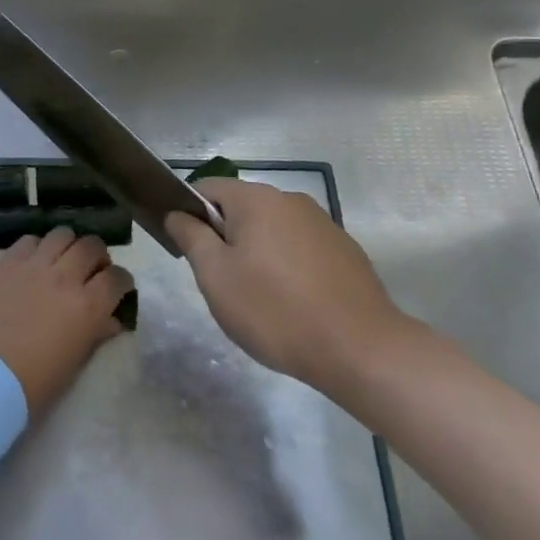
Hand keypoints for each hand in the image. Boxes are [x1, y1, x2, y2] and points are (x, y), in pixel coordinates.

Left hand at [0, 228, 134, 414]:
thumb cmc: (31, 385)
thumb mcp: (73, 365)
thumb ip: (95, 335)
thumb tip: (110, 320)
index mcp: (87, 307)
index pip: (117, 279)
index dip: (122, 281)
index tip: (119, 288)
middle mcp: (64, 277)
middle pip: (91, 246)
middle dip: (98, 256)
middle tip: (93, 270)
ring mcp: (33, 265)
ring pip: (62, 234)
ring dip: (69, 245)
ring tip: (63, 259)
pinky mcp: (5, 262)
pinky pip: (29, 240)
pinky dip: (38, 247)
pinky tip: (33, 262)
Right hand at [166, 179, 415, 403]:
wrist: (363, 350)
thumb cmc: (276, 310)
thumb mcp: (216, 276)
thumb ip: (191, 237)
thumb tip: (177, 213)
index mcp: (256, 199)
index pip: (206, 188)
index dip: (189, 213)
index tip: (188, 250)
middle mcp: (290, 199)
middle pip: (240, 209)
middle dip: (225, 239)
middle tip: (222, 283)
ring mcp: (322, 223)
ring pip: (272, 230)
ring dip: (257, 254)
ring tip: (260, 300)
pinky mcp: (345, 251)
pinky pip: (300, 249)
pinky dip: (288, 267)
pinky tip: (294, 305)